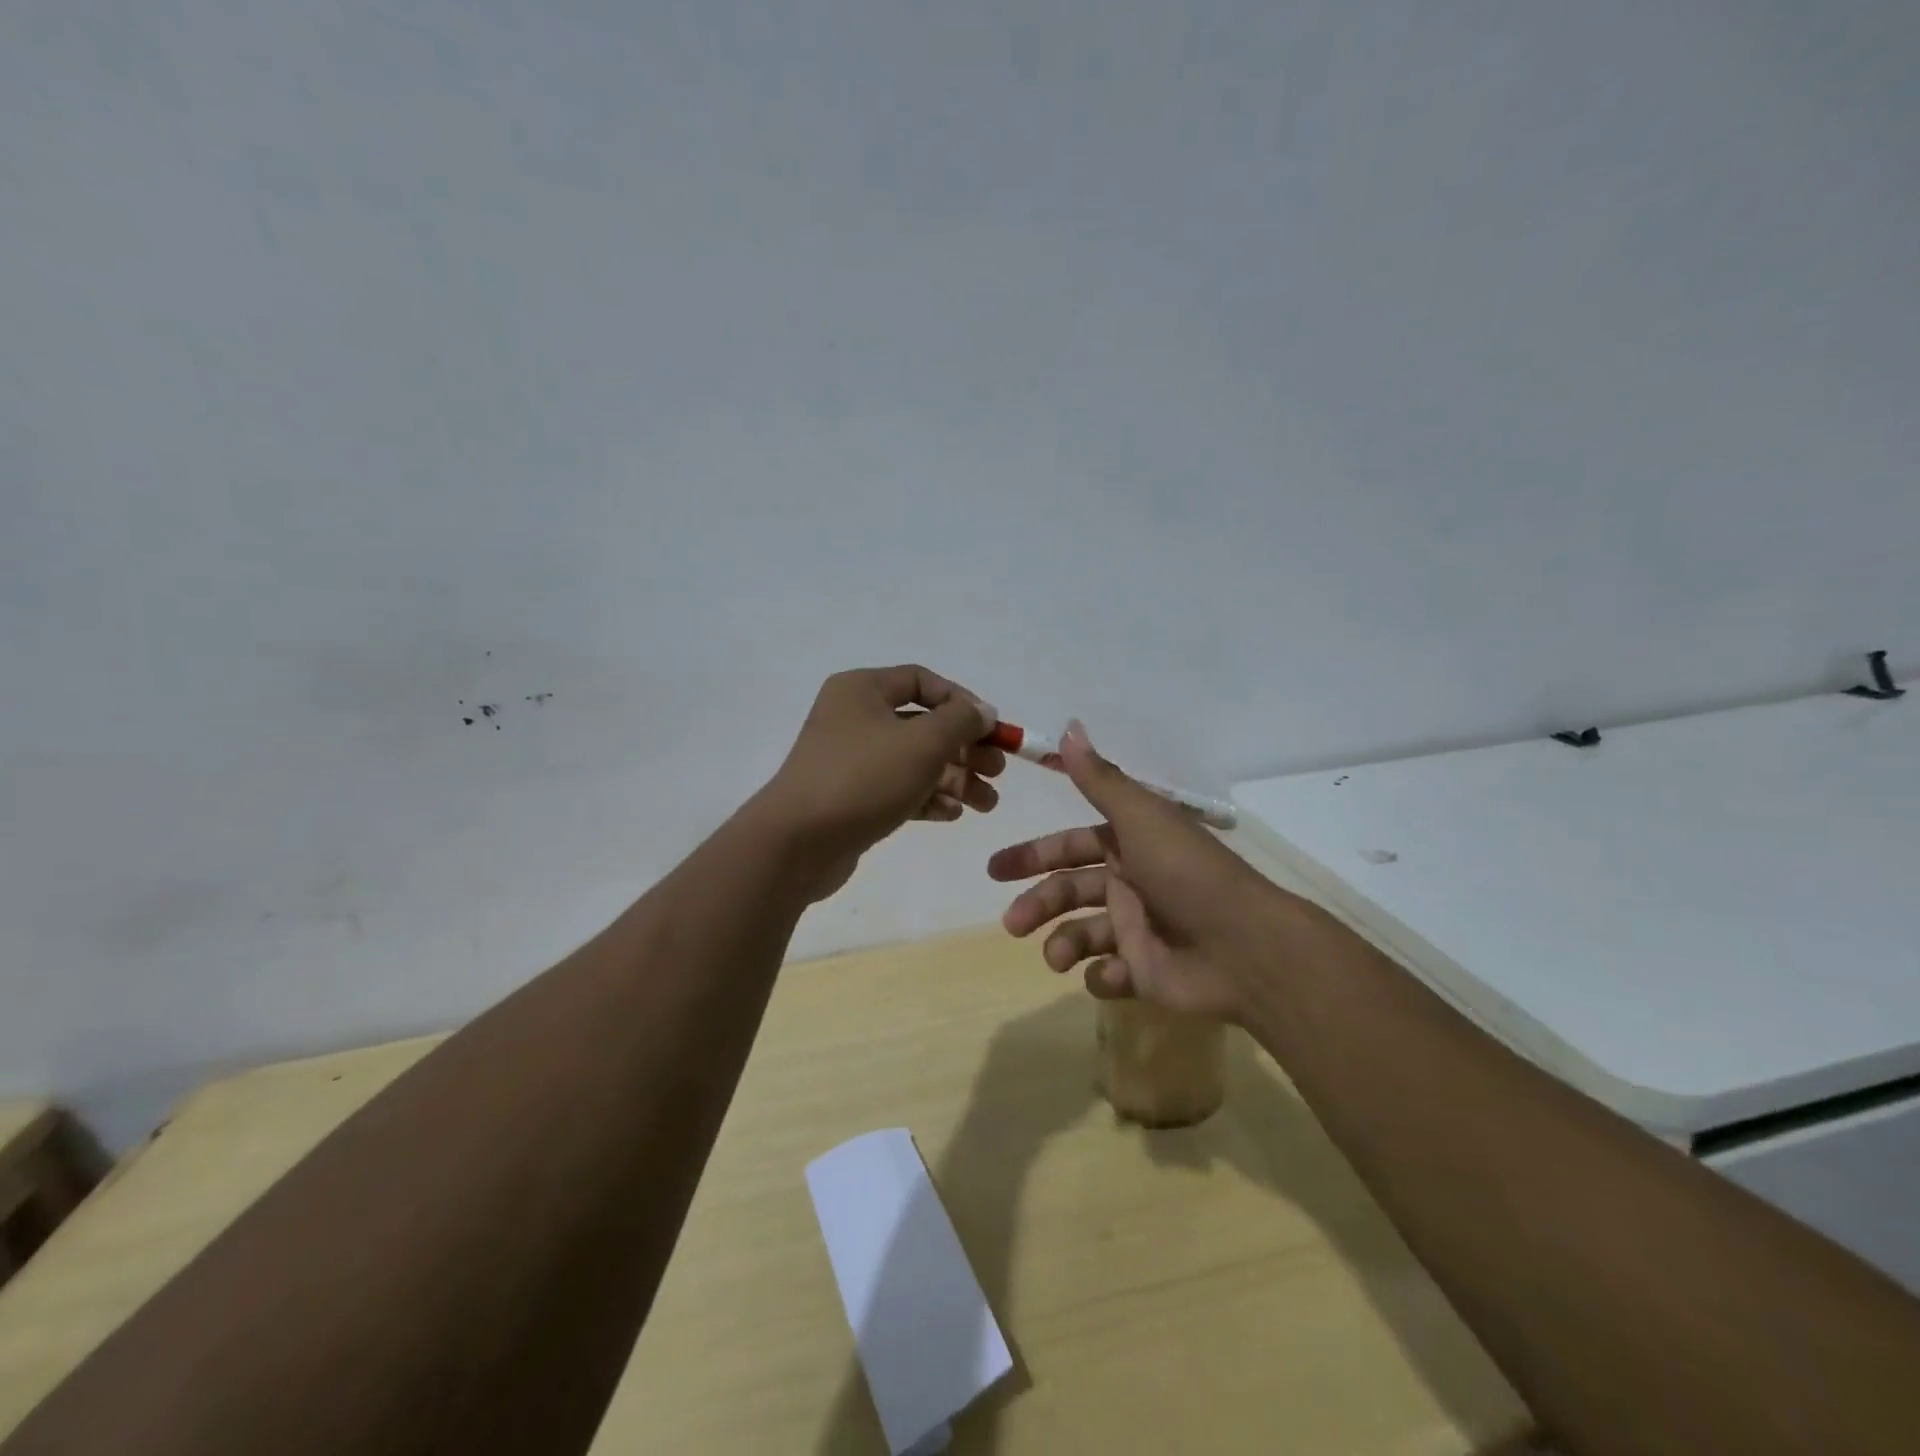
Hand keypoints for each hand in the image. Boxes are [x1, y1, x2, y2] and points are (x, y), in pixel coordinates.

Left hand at [755, 665, 1003, 900]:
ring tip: (987, 804)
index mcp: (862, 690)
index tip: (991, 729)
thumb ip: (961, 721)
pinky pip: (899, 789)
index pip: (922, 681)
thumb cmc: (863, 778)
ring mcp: (851, 761)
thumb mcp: (923, 742)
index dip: (962, 701)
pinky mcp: (852, 798)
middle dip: (965, 748)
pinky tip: (954, 814)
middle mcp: (855, 718)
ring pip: (915, 761)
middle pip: (924, 725)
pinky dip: (928, 798)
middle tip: (997, 771)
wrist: (797, 844)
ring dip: (955, 779)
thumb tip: (984, 711)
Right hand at [987, 720, 1302, 1022]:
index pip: (1071, 846)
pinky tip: (1108, 974)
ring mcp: (1139, 930)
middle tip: (1012, 923)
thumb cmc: (1187, 875)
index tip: (996, 870)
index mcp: (1129, 846)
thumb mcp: (1141, 818)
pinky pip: (1110, 975)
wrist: (1245, 949)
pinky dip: (1100, 977)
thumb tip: (1068, 726)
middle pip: (1069, 890)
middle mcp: (1130, 884)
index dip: (1033, 854)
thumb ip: (1099, 779)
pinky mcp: (1147, 973)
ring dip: (1061, 944)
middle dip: (1037, 904)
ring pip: (1082, 935)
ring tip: (1055, 958)